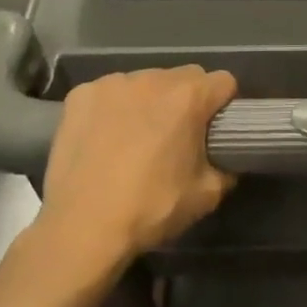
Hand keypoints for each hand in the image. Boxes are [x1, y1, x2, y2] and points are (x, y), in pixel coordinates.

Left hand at [32, 66, 237, 278]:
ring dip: (148, 102)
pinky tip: (104, 138)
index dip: (223, 105)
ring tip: (135, 138)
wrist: (81, 228)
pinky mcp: (81, 94)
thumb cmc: (150, 209)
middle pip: (184, 77)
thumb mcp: (206, 195)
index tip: (215, 128)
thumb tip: (225, 159)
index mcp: (188, 96)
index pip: (223, 82)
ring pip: (145, 82)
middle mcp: (152, 78)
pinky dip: (113, 109)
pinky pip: (109, 93)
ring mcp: (113, 83)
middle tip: (176, 136)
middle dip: (186, 100)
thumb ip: (225, 167)